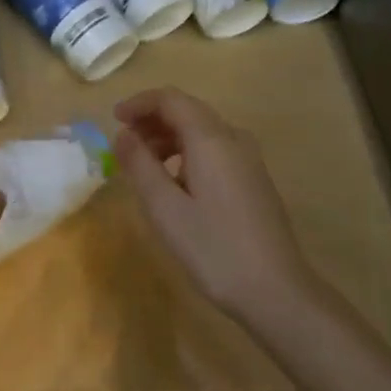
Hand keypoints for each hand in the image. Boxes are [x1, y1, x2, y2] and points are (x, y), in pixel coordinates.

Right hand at [113, 87, 315, 329]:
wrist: (276, 292)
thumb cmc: (214, 248)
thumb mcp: (164, 208)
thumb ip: (139, 165)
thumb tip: (122, 134)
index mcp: (211, 139)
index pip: (171, 99)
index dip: (139, 103)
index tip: (114, 120)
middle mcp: (233, 139)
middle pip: (187, 110)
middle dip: (151, 120)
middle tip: (124, 143)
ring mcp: (248, 159)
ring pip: (201, 130)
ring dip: (168, 137)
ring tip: (143, 165)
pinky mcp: (253, 179)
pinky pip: (214, 149)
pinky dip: (186, 152)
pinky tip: (174, 182)